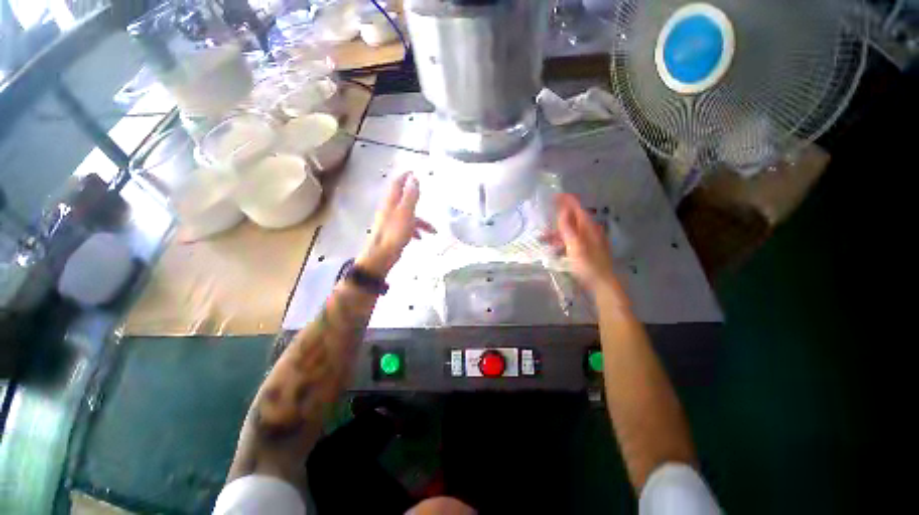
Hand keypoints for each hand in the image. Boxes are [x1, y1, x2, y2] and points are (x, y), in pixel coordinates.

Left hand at [357, 172, 435, 276]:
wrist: (381, 254)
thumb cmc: (394, 232)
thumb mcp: (406, 212)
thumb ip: (410, 195)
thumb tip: (414, 178)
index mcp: (391, 202)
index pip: (397, 184)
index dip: (405, 176)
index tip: (413, 171)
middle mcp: (390, 209)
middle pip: (403, 199)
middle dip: (415, 197)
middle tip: (425, 194)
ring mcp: (391, 221)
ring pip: (408, 215)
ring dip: (421, 221)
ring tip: (432, 230)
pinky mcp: (393, 232)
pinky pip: (407, 227)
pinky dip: (415, 230)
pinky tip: (421, 238)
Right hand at [542, 193, 618, 294]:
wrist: (602, 284)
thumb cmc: (588, 264)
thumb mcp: (575, 245)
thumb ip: (568, 227)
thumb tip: (562, 209)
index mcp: (588, 227)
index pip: (576, 207)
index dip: (566, 200)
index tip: (553, 195)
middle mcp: (590, 231)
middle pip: (572, 218)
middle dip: (558, 217)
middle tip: (543, 217)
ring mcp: (588, 241)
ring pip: (570, 231)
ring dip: (556, 232)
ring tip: (542, 238)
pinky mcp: (586, 250)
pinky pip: (571, 241)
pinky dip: (561, 242)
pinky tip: (553, 249)